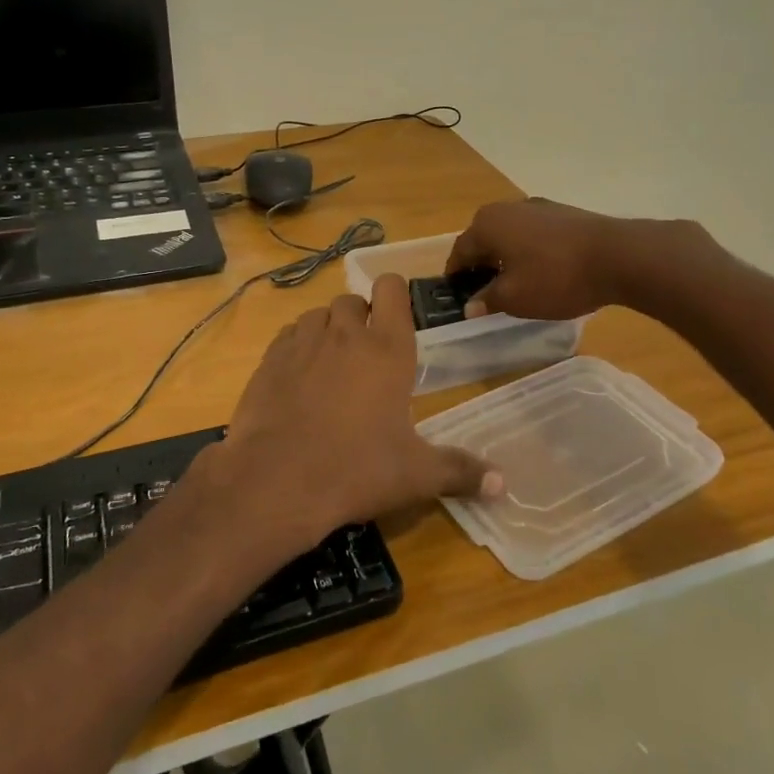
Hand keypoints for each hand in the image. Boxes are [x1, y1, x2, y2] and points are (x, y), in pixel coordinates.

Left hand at [193, 274, 500, 553]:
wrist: (277, 481)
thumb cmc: (357, 470)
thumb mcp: (416, 475)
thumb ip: (460, 471)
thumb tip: (503, 485)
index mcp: (388, 349)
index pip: (391, 288)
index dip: (395, 293)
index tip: (398, 316)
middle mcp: (345, 334)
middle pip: (353, 300)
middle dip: (361, 318)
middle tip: (368, 355)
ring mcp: (303, 342)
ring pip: (319, 315)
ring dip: (328, 329)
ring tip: (333, 365)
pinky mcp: (270, 359)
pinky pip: (288, 335)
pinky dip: (297, 346)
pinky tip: (299, 377)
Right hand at [446, 197, 700, 319]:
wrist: (618, 256)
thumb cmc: (556, 278)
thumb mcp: (515, 298)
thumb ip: (487, 300)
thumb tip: (470, 305)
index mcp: (487, 224)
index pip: (460, 252)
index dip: (456, 276)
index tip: (458, 296)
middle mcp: (507, 208)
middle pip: (484, 239)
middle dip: (482, 265)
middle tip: (486, 293)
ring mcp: (538, 207)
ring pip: (510, 235)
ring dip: (507, 257)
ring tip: (516, 284)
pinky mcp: (563, 213)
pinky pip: (534, 234)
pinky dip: (530, 251)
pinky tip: (544, 272)